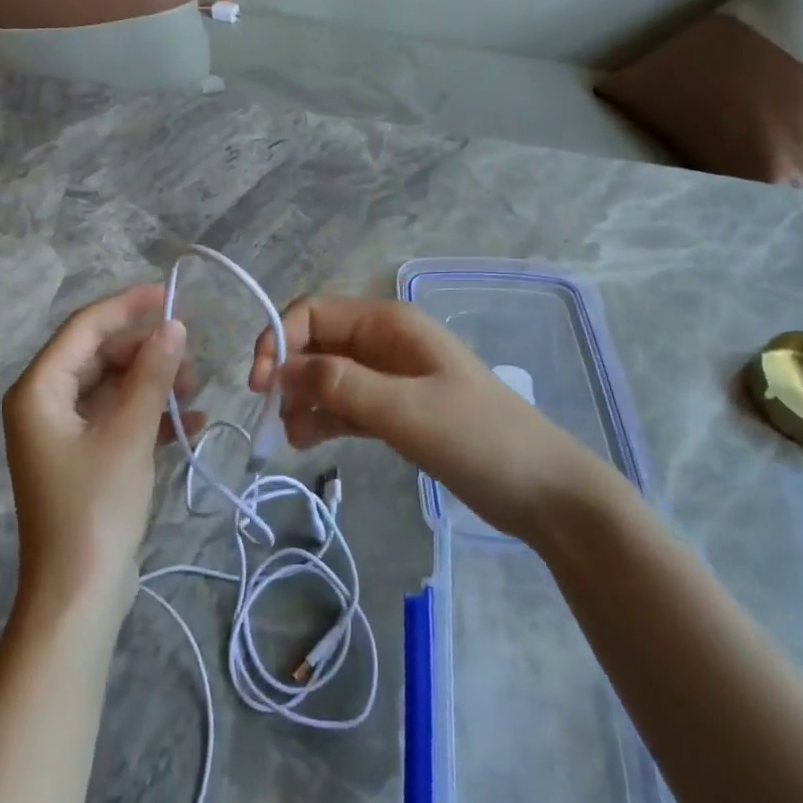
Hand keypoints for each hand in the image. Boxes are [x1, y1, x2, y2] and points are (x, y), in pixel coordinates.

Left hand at [2, 284, 200, 616]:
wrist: (78, 594)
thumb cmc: (96, 507)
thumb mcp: (129, 433)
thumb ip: (152, 374)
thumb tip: (174, 325)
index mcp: (39, 390)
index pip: (85, 328)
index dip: (127, 306)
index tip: (171, 294)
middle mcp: (44, 403)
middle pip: (100, 355)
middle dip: (147, 352)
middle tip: (192, 361)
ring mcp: (63, 432)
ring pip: (113, 385)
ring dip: (153, 383)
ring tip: (194, 393)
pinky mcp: (83, 456)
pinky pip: (117, 417)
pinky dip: (149, 414)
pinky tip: (189, 422)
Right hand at [249, 296, 605, 544]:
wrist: (543, 490)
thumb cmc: (479, 439)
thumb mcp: (405, 410)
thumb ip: (341, 385)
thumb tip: (281, 369)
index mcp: (389, 324)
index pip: (314, 313)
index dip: (279, 339)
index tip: (259, 385)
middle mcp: (385, 342)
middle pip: (317, 343)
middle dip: (288, 373)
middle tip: (273, 416)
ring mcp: (391, 377)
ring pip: (327, 375)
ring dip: (302, 399)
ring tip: (293, 439)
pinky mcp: (395, 410)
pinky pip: (345, 404)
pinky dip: (323, 418)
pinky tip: (308, 442)